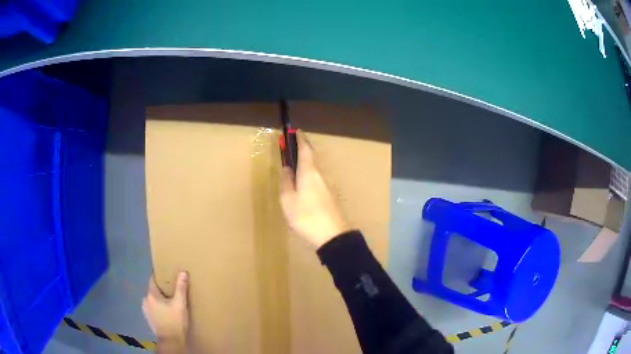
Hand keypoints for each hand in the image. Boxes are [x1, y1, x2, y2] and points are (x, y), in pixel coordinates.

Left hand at [142, 272, 188, 351]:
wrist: (171, 341)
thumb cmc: (175, 321)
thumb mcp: (180, 304)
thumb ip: (181, 288)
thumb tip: (183, 272)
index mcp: (151, 295)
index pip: (152, 280)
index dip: (159, 276)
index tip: (166, 274)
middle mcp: (145, 300)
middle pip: (153, 290)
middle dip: (161, 289)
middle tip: (171, 290)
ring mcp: (146, 310)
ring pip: (152, 300)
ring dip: (159, 299)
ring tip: (169, 302)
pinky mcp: (148, 319)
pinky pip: (152, 308)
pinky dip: (158, 307)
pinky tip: (166, 312)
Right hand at [280, 131, 350, 248]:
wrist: (333, 236)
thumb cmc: (306, 216)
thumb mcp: (288, 200)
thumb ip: (286, 181)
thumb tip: (286, 168)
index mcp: (309, 172)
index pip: (305, 149)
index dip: (300, 139)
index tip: (295, 131)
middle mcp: (320, 175)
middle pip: (311, 158)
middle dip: (301, 151)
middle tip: (291, 148)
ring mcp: (327, 186)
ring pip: (313, 170)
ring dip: (304, 164)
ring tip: (293, 166)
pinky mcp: (329, 196)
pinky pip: (316, 180)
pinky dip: (308, 176)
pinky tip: (302, 185)